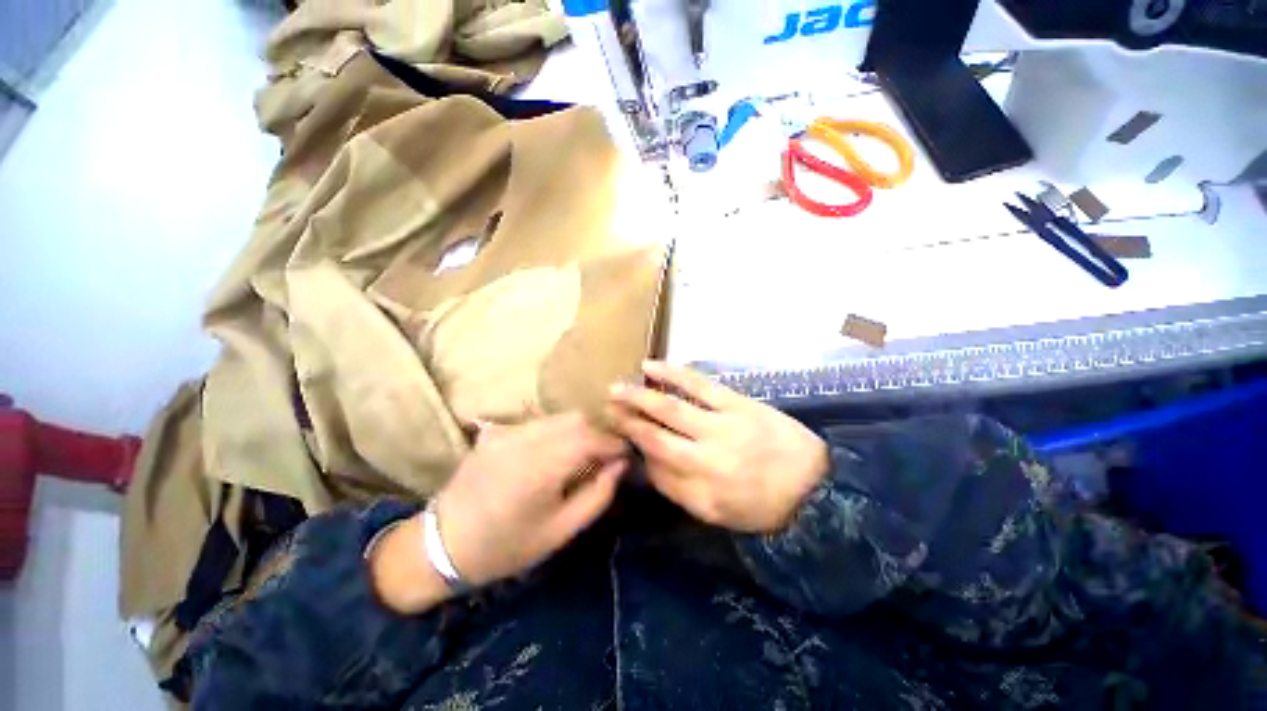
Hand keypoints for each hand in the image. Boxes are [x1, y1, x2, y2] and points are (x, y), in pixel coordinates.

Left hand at [435, 413, 627, 585]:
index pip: (592, 437)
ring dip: (579, 431)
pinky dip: (557, 431)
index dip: (615, 443)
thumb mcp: (561, 530)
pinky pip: (539, 422)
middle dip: (598, 433)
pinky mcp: (498, 431)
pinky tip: (553, 453)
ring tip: (583, 454)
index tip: (627, 455)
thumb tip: (621, 465)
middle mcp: (526, 439)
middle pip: (577, 419)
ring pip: (558, 417)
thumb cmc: (506, 546)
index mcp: (543, 466)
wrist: (443, 544)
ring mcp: (508, 431)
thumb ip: (598, 494)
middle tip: (606, 456)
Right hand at [608, 362, 828, 533]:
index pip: (655, 469)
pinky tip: (651, 366)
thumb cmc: (764, 505)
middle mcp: (707, 459)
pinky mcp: (737, 403)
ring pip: (670, 407)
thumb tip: (647, 461)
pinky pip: (698, 384)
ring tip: (617, 387)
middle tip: (605, 409)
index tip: (618, 436)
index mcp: (702, 493)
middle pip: (655, 436)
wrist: (816, 486)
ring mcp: (723, 426)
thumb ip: (679, 489)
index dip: (634, 451)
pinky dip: (671, 374)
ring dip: (639, 396)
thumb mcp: (718, 514)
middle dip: (626, 422)